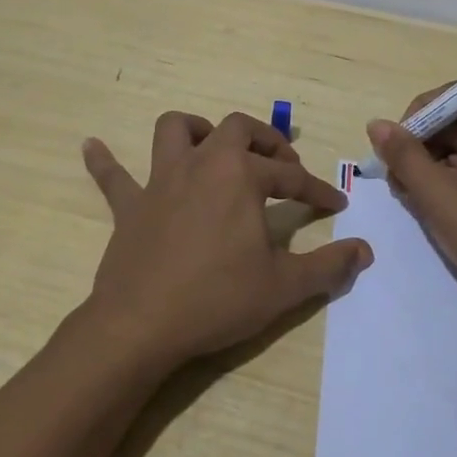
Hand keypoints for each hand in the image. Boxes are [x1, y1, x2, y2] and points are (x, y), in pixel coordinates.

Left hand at [80, 111, 371, 366]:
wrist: (141, 326)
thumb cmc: (217, 299)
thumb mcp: (284, 287)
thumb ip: (329, 266)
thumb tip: (366, 251)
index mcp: (241, 177)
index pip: (290, 176)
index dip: (316, 189)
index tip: (334, 204)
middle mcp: (202, 164)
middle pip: (236, 129)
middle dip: (265, 140)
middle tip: (282, 163)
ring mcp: (160, 181)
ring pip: (174, 130)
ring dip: (196, 129)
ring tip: (212, 147)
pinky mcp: (129, 206)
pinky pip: (112, 175)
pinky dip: (104, 160)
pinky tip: (91, 146)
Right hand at [366, 92, 456, 316]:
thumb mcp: (438, 194)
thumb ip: (403, 155)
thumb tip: (376, 124)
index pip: (444, 97)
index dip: (412, 122)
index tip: (394, 158)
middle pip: (455, 121)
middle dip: (422, 149)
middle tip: (402, 187)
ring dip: (436, 169)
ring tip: (419, 204)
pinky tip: (445, 210)